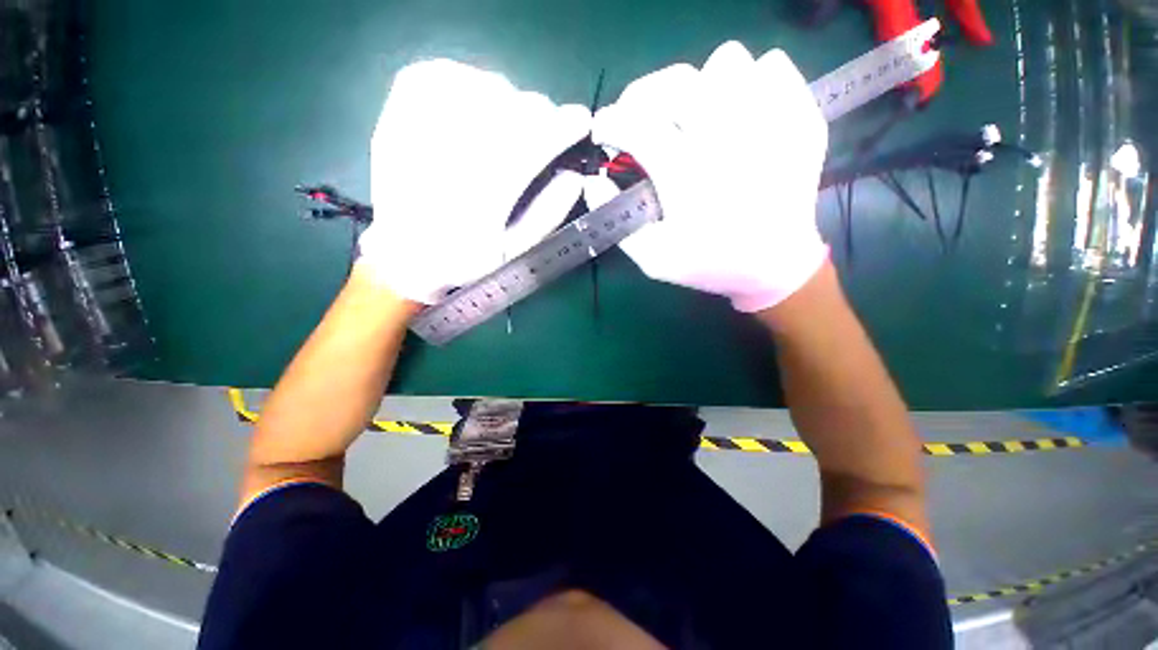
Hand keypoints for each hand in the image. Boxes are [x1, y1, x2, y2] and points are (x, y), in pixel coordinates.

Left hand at [358, 59, 591, 304]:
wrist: (403, 254)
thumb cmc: (464, 258)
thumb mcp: (513, 251)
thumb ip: (548, 214)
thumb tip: (575, 176)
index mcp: (485, 192)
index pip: (536, 140)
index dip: (566, 125)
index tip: (580, 121)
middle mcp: (454, 151)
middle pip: (516, 107)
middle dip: (544, 116)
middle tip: (548, 130)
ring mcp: (422, 122)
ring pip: (486, 86)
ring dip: (511, 102)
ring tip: (512, 124)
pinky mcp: (401, 109)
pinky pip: (444, 74)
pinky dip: (470, 82)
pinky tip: (477, 103)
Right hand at [584, 42, 828, 312]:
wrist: (775, 265)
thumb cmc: (711, 264)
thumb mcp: (654, 259)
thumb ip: (620, 224)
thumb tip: (592, 183)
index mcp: (688, 177)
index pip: (637, 126)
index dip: (610, 122)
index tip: (604, 131)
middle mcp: (728, 139)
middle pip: (676, 82)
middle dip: (644, 96)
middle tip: (639, 118)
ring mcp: (772, 120)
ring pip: (726, 61)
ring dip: (698, 85)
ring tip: (692, 116)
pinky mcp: (800, 116)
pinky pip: (773, 66)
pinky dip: (748, 80)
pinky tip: (738, 112)